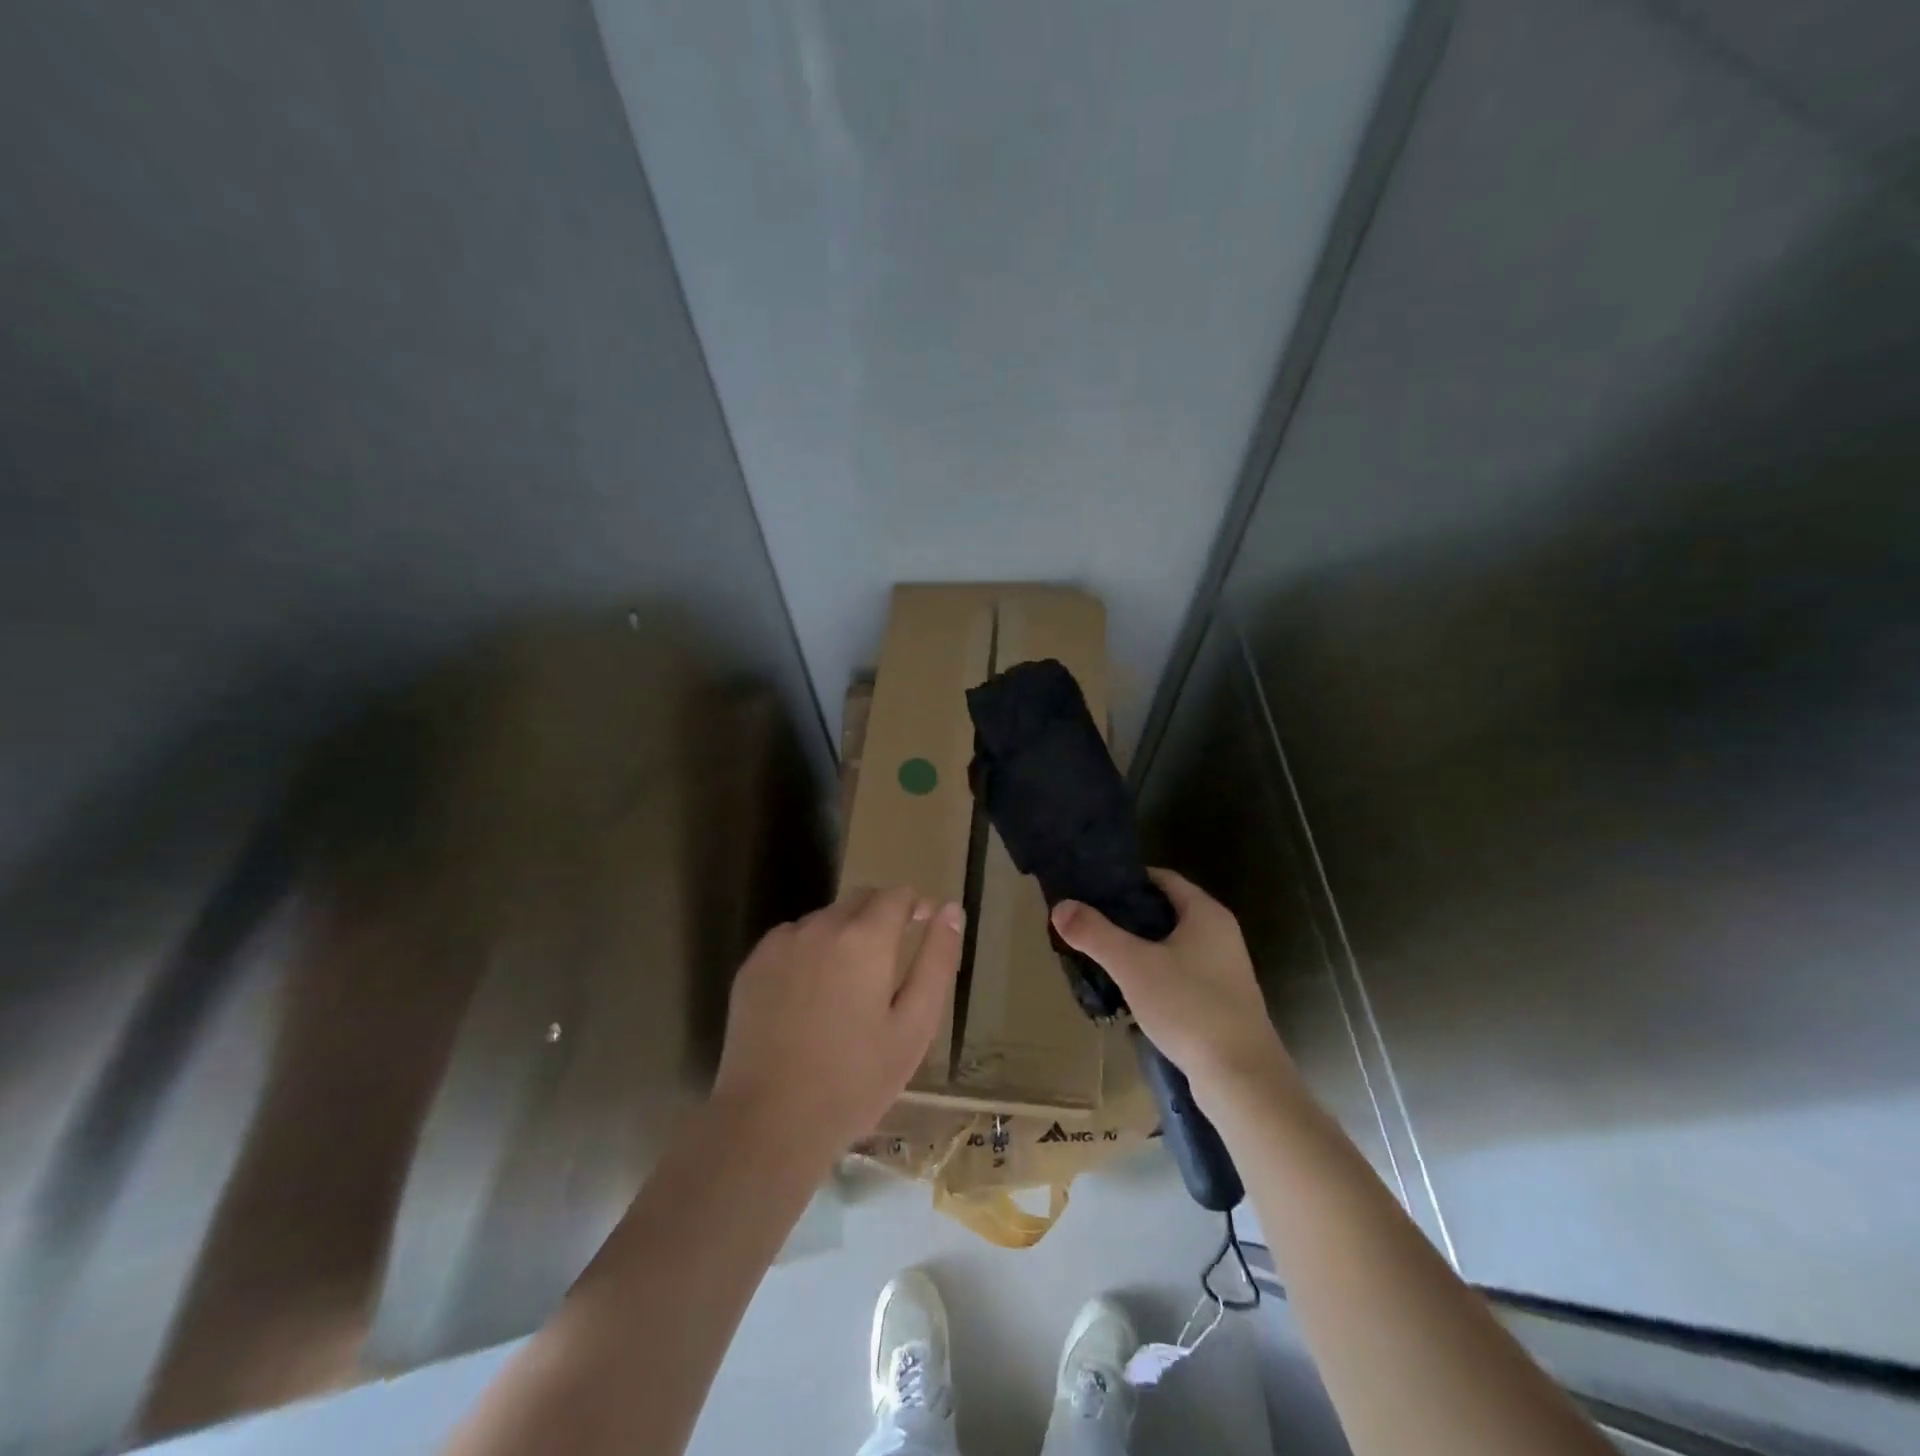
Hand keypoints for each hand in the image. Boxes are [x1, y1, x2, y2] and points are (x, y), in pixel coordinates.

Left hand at [713, 886, 963, 1160]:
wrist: (770, 1122)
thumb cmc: (856, 1080)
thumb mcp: (915, 1026)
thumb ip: (937, 959)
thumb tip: (949, 909)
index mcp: (865, 937)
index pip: (897, 894)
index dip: (915, 908)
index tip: (921, 932)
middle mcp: (821, 926)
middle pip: (860, 899)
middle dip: (881, 917)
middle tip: (886, 967)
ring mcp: (782, 943)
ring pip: (825, 918)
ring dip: (843, 934)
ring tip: (846, 988)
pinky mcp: (753, 964)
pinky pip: (792, 939)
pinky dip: (808, 952)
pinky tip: (808, 998)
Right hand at [1051, 869, 1293, 1113]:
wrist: (1241, 1078)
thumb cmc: (1189, 1007)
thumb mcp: (1133, 965)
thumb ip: (1095, 933)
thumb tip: (1060, 906)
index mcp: (1206, 913)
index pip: (1162, 878)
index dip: (1127, 880)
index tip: (1092, 889)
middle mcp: (1220, 934)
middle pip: (1165, 911)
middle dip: (1127, 916)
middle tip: (1088, 923)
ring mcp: (1224, 970)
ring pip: (1171, 945)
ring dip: (1139, 948)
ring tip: (1100, 956)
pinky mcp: (1221, 1002)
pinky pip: (1179, 974)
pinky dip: (1153, 974)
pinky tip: (1129, 992)